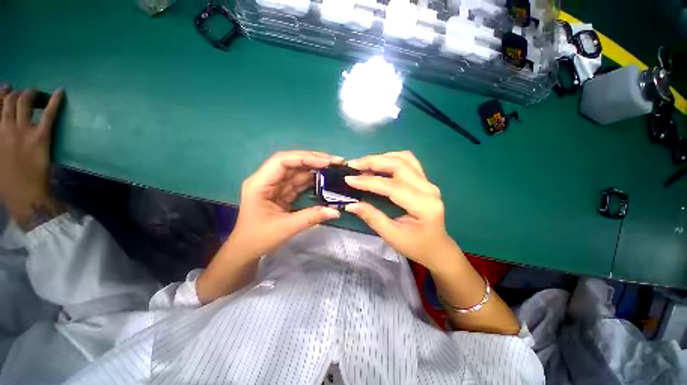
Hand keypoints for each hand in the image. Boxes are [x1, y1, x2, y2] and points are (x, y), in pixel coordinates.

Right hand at [0, 85, 64, 229]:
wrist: (25, 196)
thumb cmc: (6, 183)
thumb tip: (0, 129)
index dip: (0, 95)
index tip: (4, 88)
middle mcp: (5, 128)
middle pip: (10, 101)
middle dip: (16, 93)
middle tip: (23, 93)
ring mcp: (23, 131)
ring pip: (25, 103)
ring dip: (30, 94)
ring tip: (35, 92)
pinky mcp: (40, 137)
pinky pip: (49, 114)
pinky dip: (54, 101)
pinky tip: (61, 92)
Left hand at [228, 150, 342, 260]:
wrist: (246, 250)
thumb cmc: (258, 238)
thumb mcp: (285, 228)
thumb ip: (311, 217)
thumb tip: (336, 212)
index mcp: (260, 184)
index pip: (282, 161)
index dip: (305, 158)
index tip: (326, 162)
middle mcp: (267, 179)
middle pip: (292, 162)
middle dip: (314, 160)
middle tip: (336, 161)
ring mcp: (275, 185)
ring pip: (297, 171)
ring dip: (316, 169)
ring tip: (335, 168)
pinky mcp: (282, 192)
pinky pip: (299, 182)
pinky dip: (313, 180)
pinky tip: (326, 178)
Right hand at [344, 151, 457, 270]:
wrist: (437, 248)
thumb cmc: (416, 246)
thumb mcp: (392, 236)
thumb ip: (372, 217)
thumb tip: (350, 205)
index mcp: (423, 206)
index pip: (392, 187)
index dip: (369, 181)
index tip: (349, 179)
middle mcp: (429, 189)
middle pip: (400, 165)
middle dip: (373, 162)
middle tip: (353, 165)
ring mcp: (428, 182)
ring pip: (405, 158)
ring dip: (382, 157)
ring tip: (364, 164)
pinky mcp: (424, 181)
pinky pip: (408, 162)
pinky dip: (391, 159)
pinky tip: (379, 165)